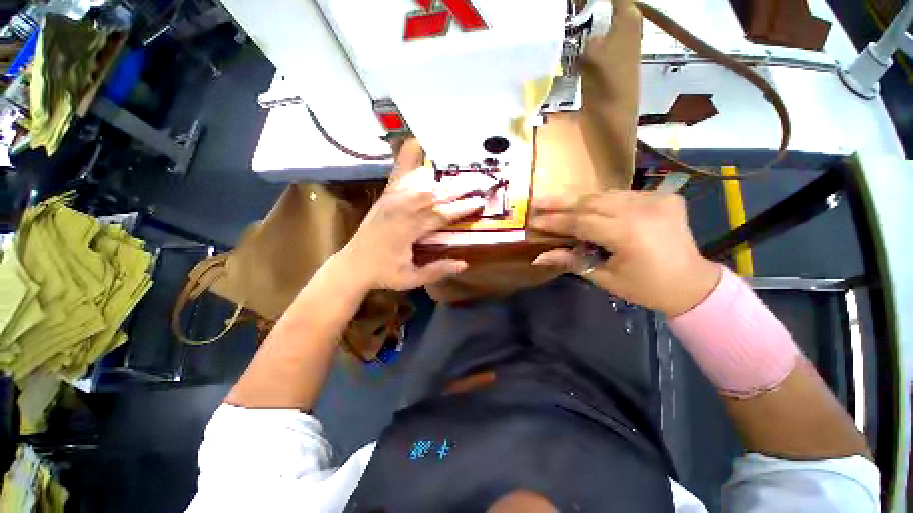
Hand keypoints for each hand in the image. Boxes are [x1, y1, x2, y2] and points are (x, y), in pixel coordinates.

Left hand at [340, 139, 485, 290]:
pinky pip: (399, 175)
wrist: (353, 265)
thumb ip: (437, 270)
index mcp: (408, 231)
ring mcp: (392, 200)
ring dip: (442, 176)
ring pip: (420, 183)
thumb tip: (464, 263)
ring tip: (459, 169)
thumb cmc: (383, 273)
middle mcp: (401, 210)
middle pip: (435, 195)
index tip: (479, 202)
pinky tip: (416, 144)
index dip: (462, 208)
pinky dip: (409, 159)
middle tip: (478, 181)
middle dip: (458, 188)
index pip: (441, 215)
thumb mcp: (411, 279)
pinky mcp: (385, 197)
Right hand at [529, 192, 720, 315]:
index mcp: (627, 234)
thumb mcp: (605, 278)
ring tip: (554, 202)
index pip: (580, 222)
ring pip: (604, 195)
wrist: (692, 283)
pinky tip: (586, 205)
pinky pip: (621, 195)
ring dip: (577, 200)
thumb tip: (539, 256)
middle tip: (536, 201)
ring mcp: (654, 199)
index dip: (554, 221)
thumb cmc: (646, 287)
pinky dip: (600, 200)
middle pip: (590, 202)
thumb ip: (571, 261)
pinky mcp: (662, 197)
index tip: (533, 220)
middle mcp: (641, 210)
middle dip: (560, 203)